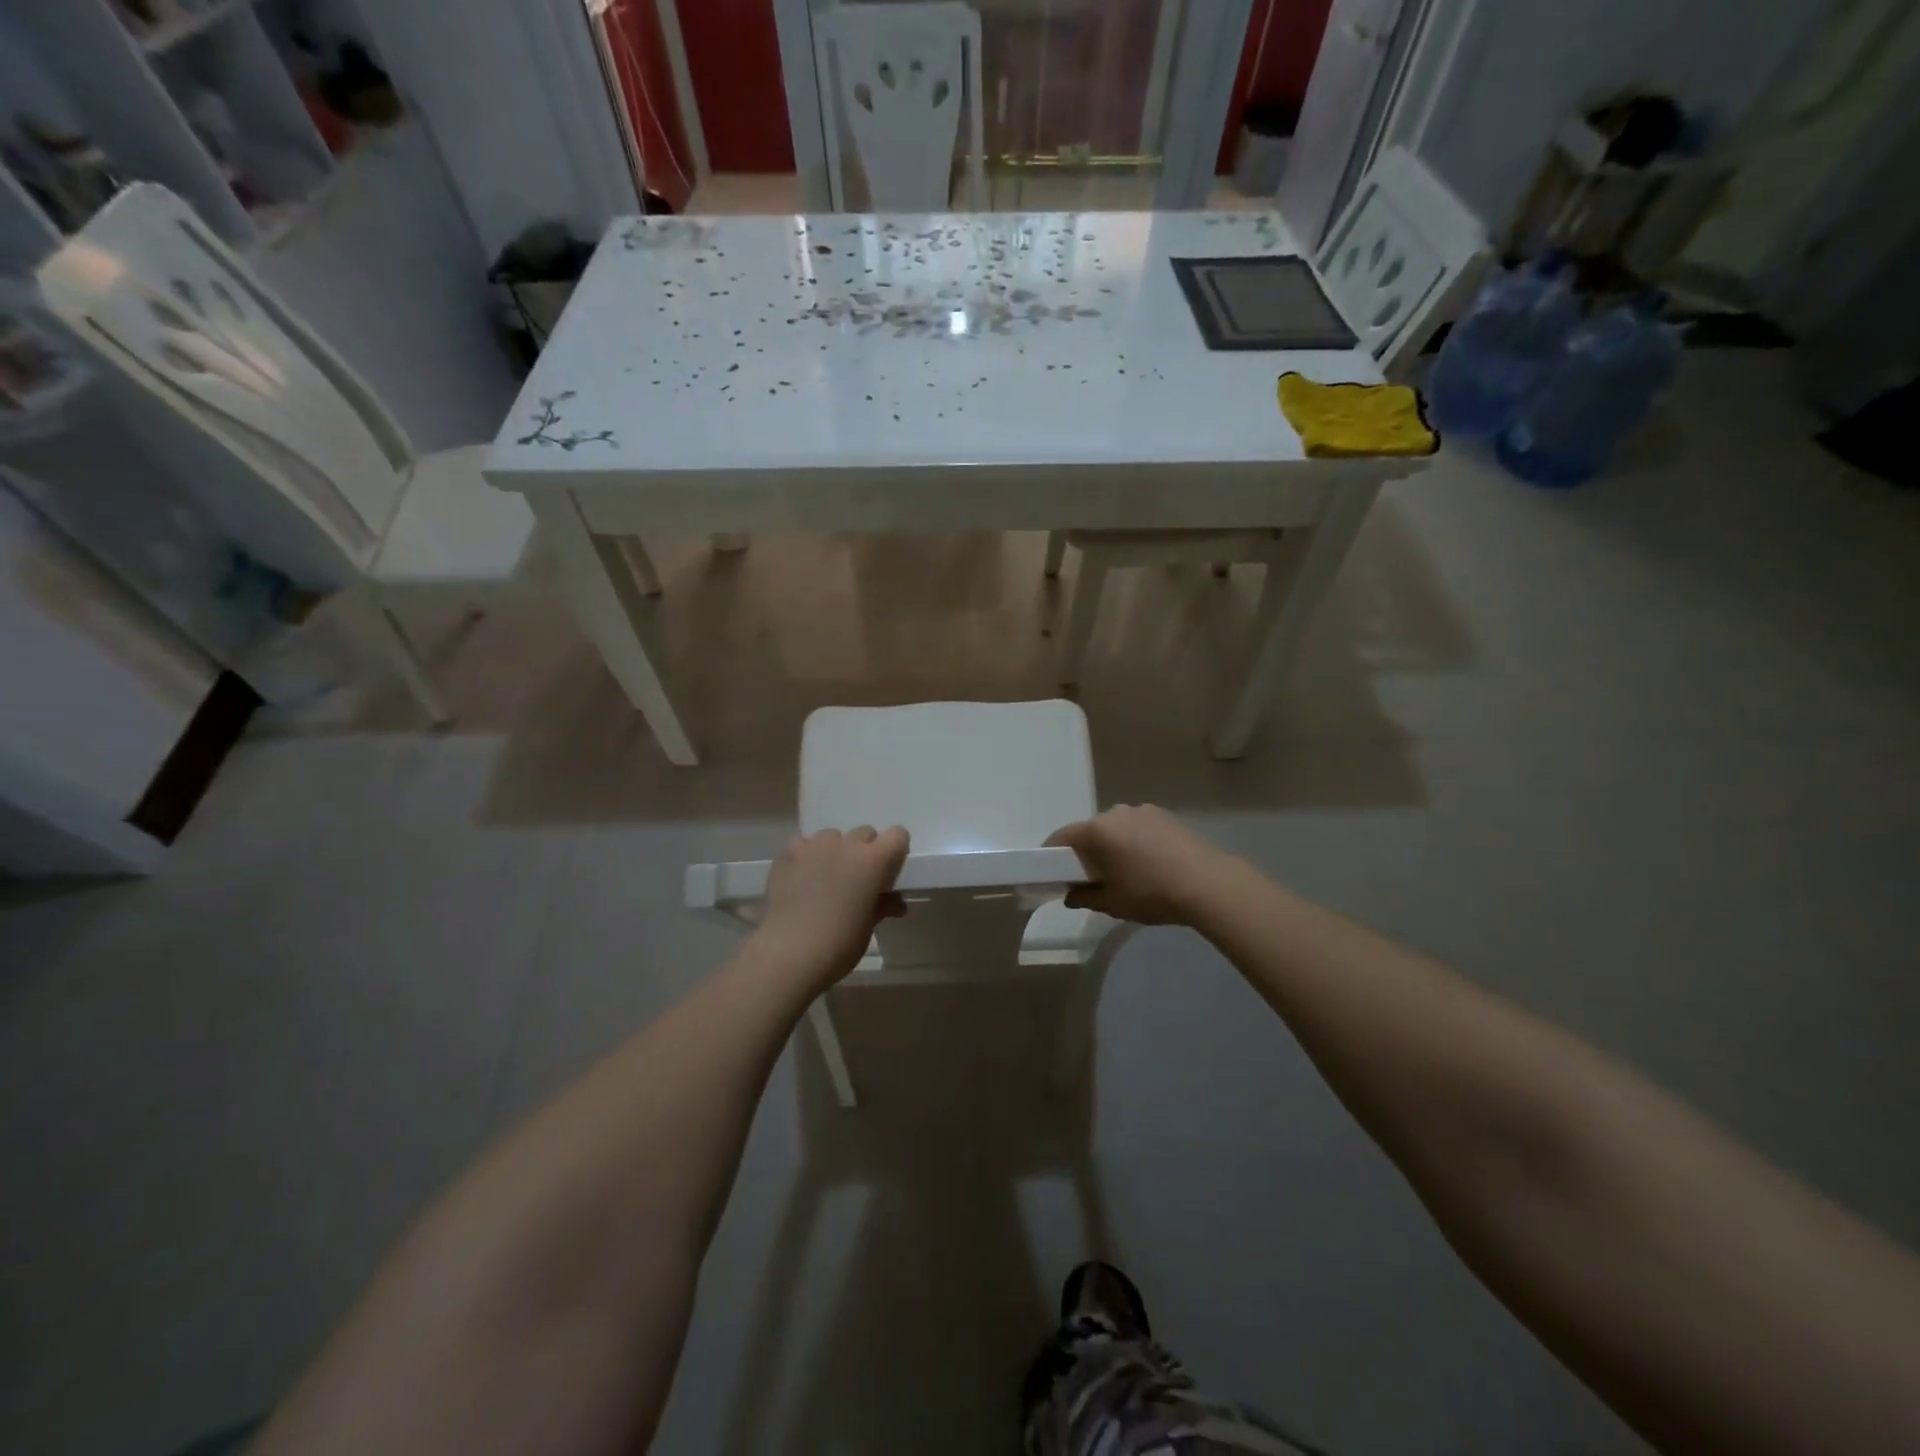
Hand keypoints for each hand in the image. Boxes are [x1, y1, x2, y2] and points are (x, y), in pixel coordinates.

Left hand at [755, 826, 909, 988]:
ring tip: (826, 878)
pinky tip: (801, 878)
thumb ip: (883, 905)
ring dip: (835, 851)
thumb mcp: (868, 926)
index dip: (895, 852)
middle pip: (865, 833)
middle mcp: (847, 845)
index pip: (898, 836)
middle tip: (857, 880)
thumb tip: (895, 903)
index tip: (888, 873)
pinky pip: (803, 845)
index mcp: (874, 861)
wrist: (790, 952)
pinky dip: (806, 856)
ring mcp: (815, 846)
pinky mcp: (788, 854)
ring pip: (832, 836)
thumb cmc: (840, 943)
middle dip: (865, 852)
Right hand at [1046, 805, 1237, 925]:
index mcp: (1097, 830)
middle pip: (1090, 831)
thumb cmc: (1151, 893)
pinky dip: (1135, 842)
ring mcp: (1143, 811)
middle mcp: (1116, 812)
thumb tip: (1070, 895)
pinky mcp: (1165, 816)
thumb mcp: (1112, 903)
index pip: (1062, 837)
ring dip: (1113, 845)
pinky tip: (1148, 864)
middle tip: (1089, 877)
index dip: (1051, 854)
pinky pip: (1138, 828)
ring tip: (1124, 871)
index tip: (1050, 872)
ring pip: (1116, 828)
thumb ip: (1084, 897)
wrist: (1208, 884)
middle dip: (1086, 851)